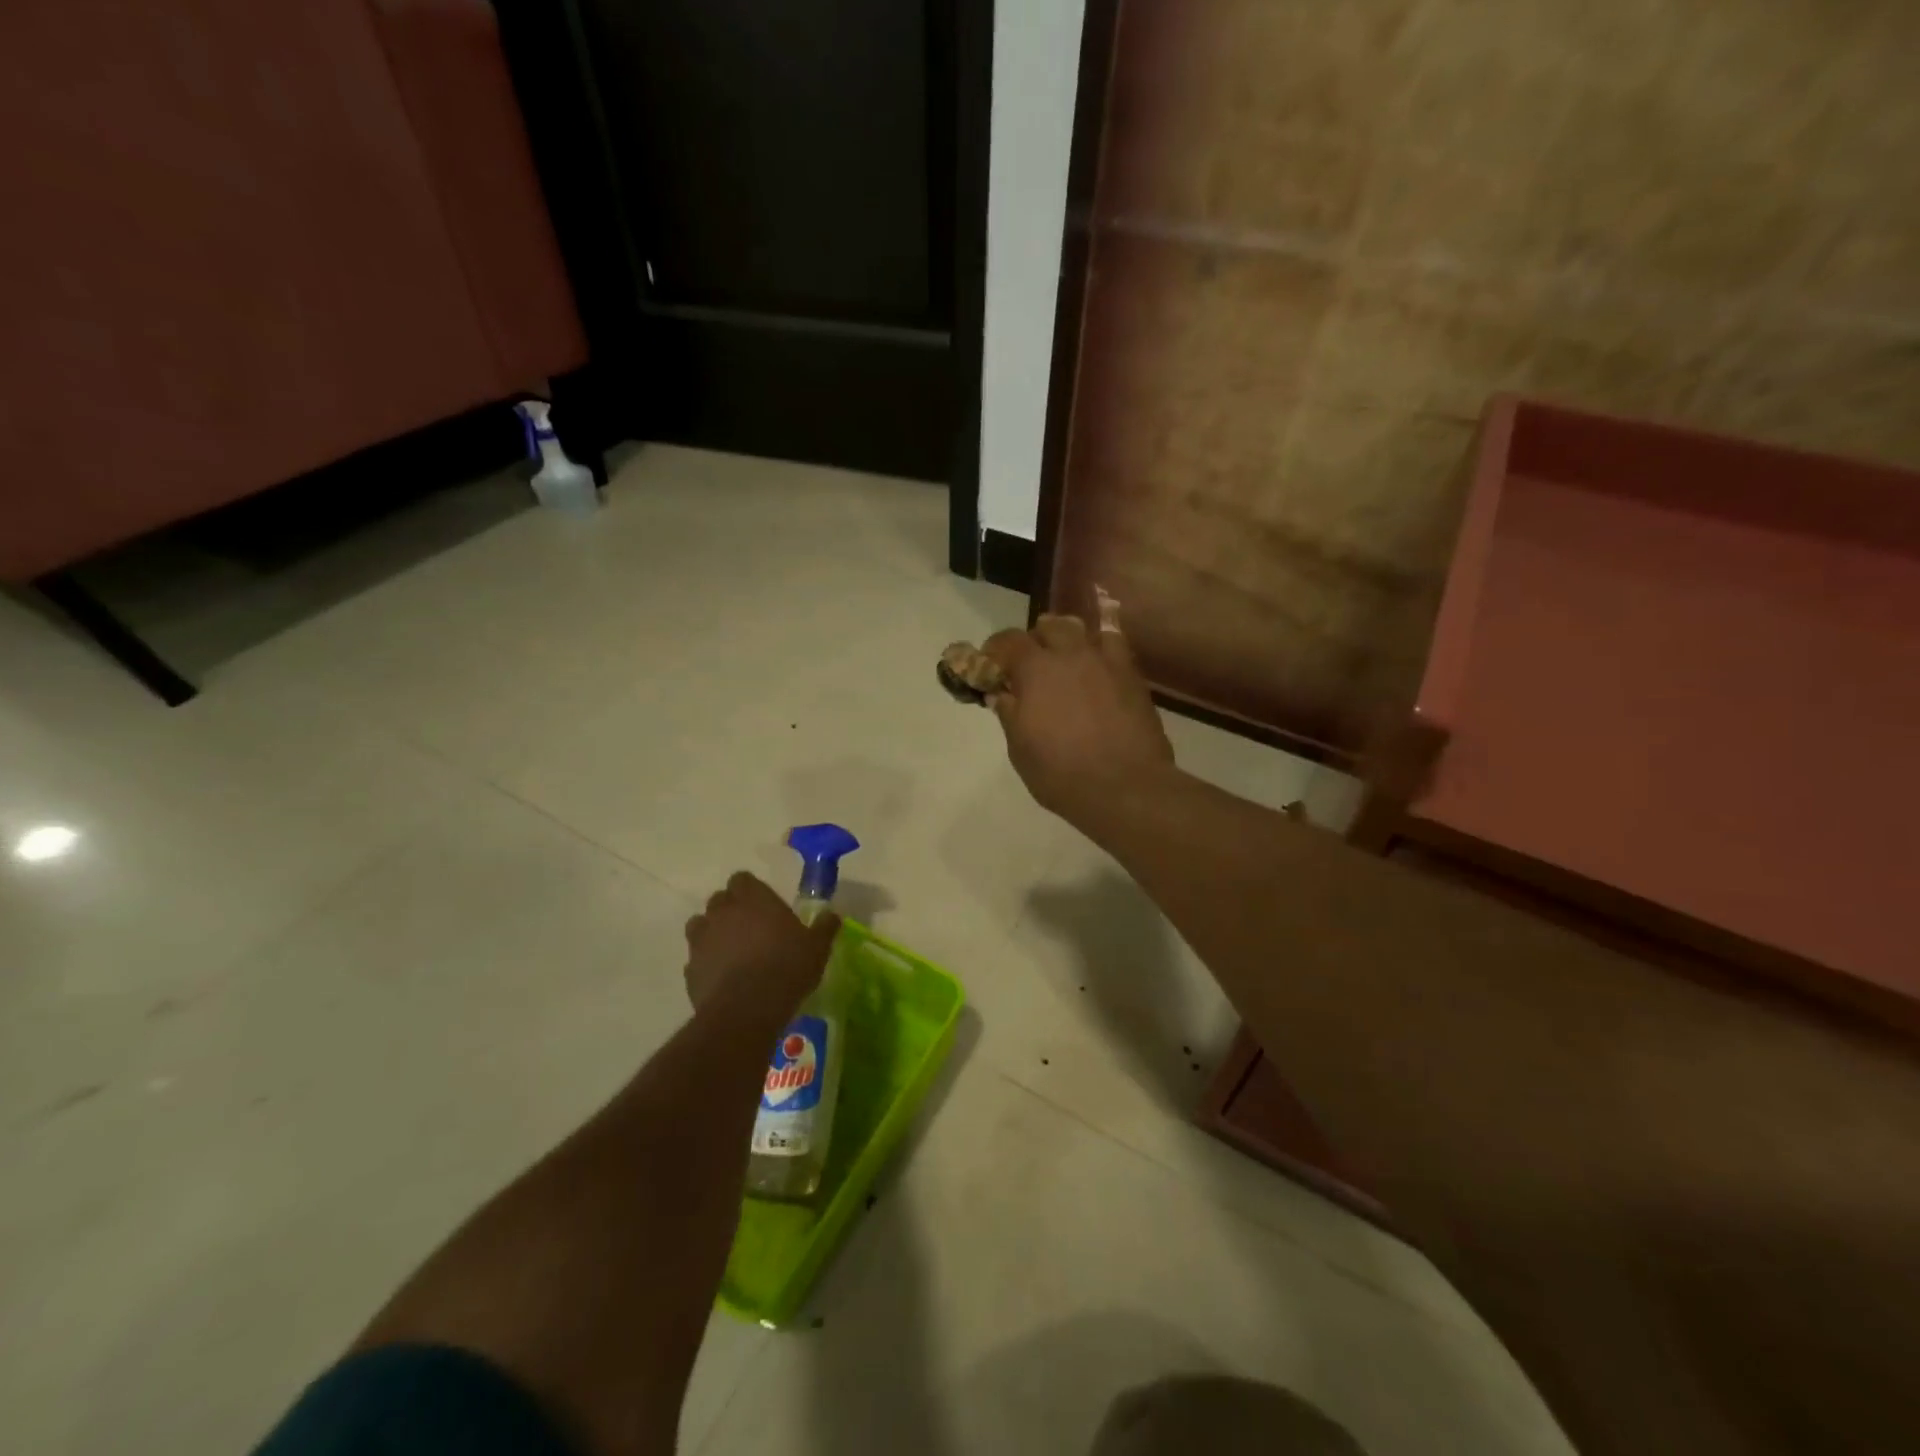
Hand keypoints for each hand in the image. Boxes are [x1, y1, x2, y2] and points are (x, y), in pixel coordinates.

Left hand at [683, 872, 838, 1015]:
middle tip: (751, 929)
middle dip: (731, 910)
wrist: (747, 1010)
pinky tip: (723, 979)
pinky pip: (696, 959)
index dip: (751, 890)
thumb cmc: (787, 967)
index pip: (742, 879)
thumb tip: (832, 915)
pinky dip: (706, 964)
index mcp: (753, 898)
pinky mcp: (689, 969)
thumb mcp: (817, 947)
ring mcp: (701, 940)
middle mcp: (723, 912)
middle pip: (720, 900)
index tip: (764, 905)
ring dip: (713, 933)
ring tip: (732, 952)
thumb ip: (824, 928)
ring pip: (700, 926)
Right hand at [981, 608, 1173, 822]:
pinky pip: (1114, 645)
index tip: (990, 666)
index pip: (1008, 641)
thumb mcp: (1021, 749)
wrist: (1126, 787)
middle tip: (1029, 667)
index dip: (995, 650)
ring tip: (1065, 661)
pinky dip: (1100, 647)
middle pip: (1047, 627)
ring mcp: (1105, 661)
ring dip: (1067, 638)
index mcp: (1036, 669)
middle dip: (1034, 641)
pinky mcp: (1131, 675)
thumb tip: (1001, 694)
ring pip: (1082, 630)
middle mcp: (1070, 654)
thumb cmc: (1062, 774)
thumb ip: (1009, 714)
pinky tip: (1097, 664)